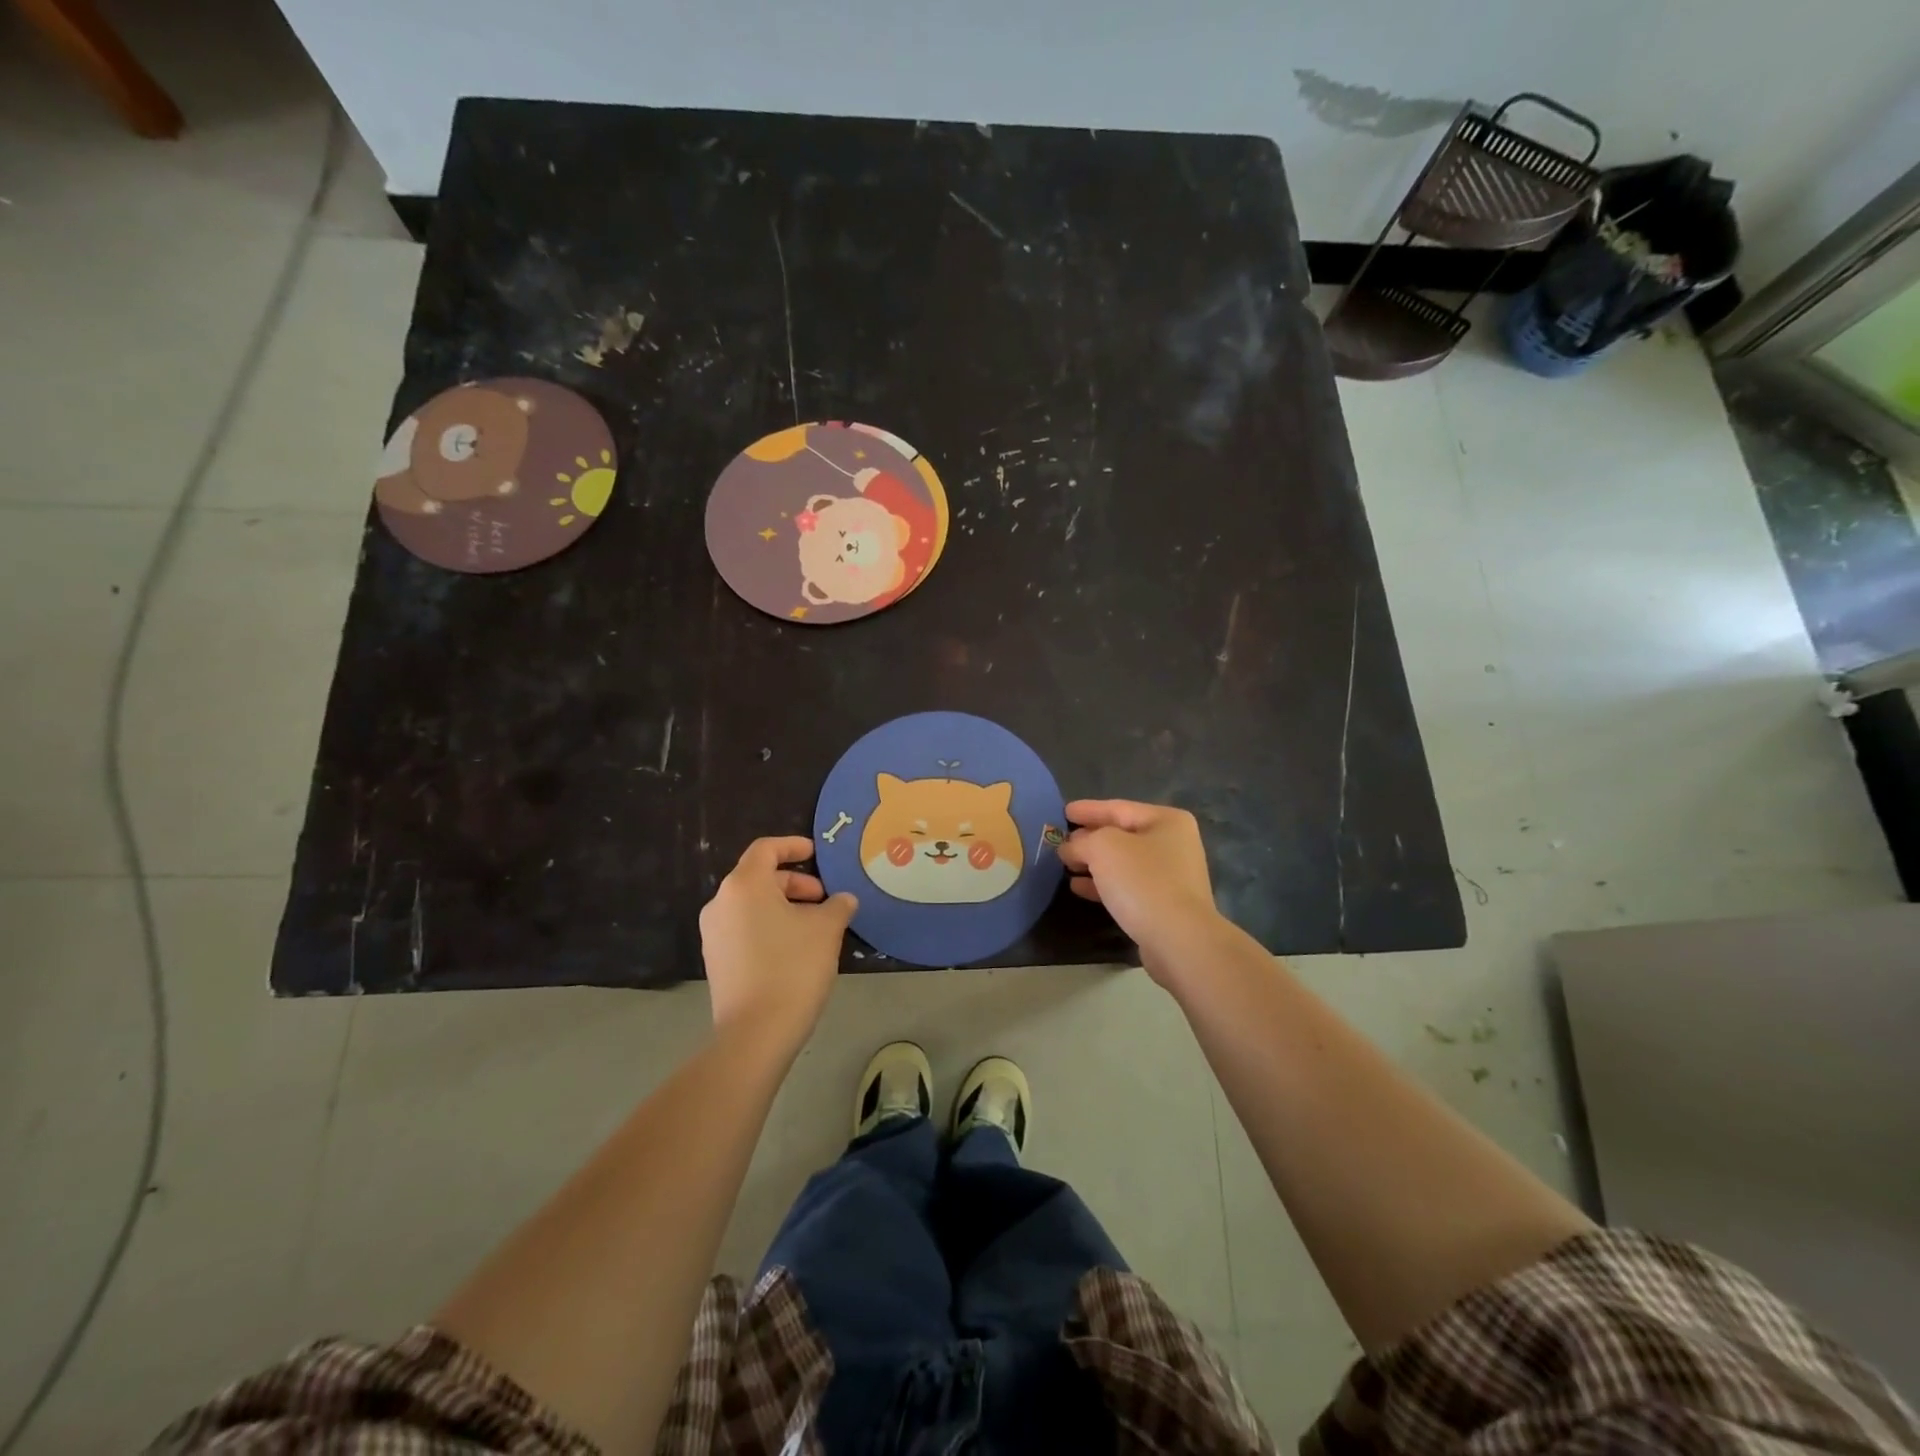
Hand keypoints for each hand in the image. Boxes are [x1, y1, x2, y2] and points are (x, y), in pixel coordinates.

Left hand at [699, 836, 856, 1054]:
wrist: (756, 1033)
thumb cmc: (793, 967)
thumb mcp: (826, 929)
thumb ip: (837, 905)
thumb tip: (843, 900)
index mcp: (744, 885)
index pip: (765, 849)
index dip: (792, 845)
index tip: (816, 853)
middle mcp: (721, 903)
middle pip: (759, 878)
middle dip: (795, 883)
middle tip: (824, 900)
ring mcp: (714, 934)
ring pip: (752, 905)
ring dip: (784, 906)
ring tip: (815, 926)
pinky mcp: (716, 961)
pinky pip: (745, 928)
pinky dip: (770, 926)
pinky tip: (796, 949)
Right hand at [1056, 800, 1223, 985]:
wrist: (1178, 939)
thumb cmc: (1142, 881)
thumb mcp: (1103, 848)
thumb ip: (1081, 841)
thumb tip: (1069, 848)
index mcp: (1167, 821)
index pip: (1118, 808)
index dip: (1088, 810)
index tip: (1063, 812)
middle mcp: (1173, 845)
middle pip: (1121, 835)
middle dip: (1089, 838)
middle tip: (1060, 840)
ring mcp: (1171, 877)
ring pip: (1122, 863)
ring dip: (1093, 863)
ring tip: (1065, 865)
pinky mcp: (1163, 905)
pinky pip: (1126, 886)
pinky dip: (1103, 884)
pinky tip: (1078, 887)